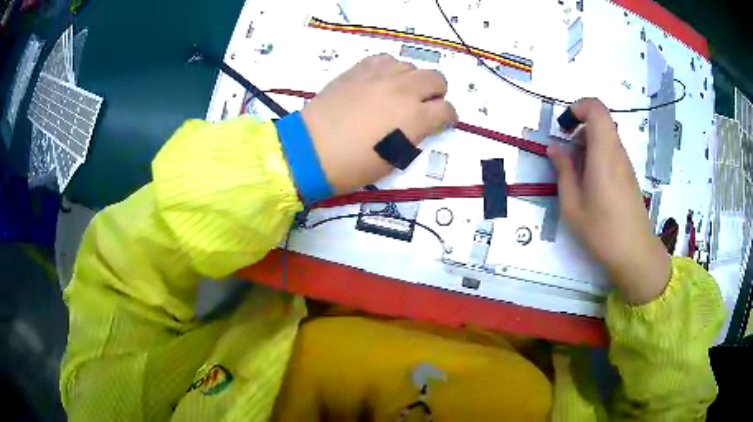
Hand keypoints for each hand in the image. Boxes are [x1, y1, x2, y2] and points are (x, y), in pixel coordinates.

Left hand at [301, 54, 457, 192]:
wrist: (311, 150)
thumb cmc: (353, 165)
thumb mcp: (394, 159)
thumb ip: (414, 136)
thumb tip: (419, 124)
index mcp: (415, 119)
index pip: (447, 110)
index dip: (448, 117)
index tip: (441, 122)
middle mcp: (403, 91)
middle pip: (436, 78)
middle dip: (436, 92)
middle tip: (424, 104)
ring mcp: (380, 76)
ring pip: (411, 66)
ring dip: (411, 80)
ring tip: (398, 93)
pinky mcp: (359, 70)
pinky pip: (385, 59)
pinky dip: (389, 69)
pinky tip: (380, 81)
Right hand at [547, 98, 670, 304]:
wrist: (634, 253)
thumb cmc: (602, 231)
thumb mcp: (572, 205)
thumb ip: (563, 171)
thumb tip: (554, 148)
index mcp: (604, 154)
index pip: (596, 108)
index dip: (578, 107)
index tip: (564, 127)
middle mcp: (617, 152)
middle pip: (600, 120)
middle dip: (578, 128)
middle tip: (566, 153)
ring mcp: (625, 163)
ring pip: (605, 135)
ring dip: (586, 143)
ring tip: (576, 172)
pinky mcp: (628, 174)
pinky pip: (610, 150)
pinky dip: (596, 155)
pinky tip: (590, 183)